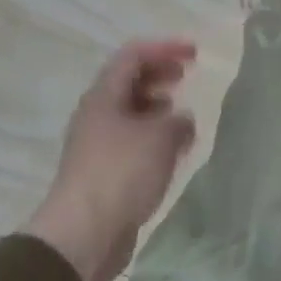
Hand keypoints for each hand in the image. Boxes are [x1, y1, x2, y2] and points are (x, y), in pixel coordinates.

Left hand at [22, 40, 198, 280]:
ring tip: (183, 115)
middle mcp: (97, 115)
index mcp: (104, 97)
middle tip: (186, 76)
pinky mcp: (105, 172)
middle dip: (158, 74)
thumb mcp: (160, 138)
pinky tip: (173, 150)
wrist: (86, 232)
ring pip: (130, 113)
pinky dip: (155, 137)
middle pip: (128, 82)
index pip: (132, 56)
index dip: (164, 48)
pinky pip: (132, 142)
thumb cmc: (122, 173)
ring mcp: (99, 144)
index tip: (194, 53)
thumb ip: (177, 121)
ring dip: (157, 107)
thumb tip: (181, 120)